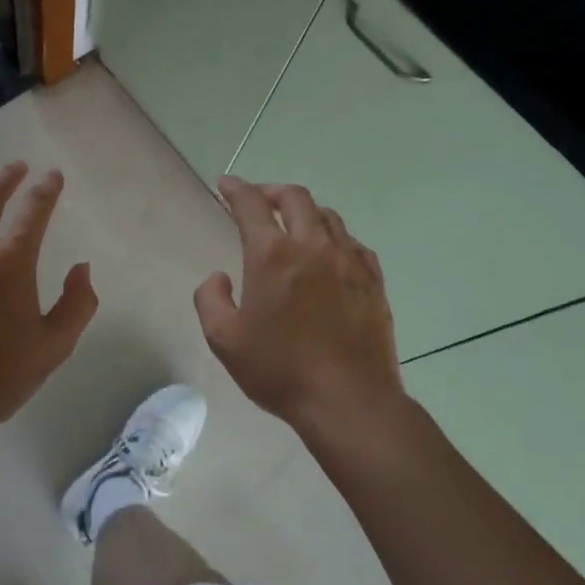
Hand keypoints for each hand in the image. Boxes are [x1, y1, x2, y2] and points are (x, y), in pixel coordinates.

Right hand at [194, 177, 405, 438]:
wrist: (348, 401)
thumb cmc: (280, 370)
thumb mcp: (225, 340)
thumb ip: (211, 299)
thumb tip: (218, 277)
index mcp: (272, 255)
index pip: (251, 204)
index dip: (235, 189)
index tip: (225, 184)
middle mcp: (312, 246)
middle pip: (295, 198)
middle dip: (272, 191)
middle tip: (259, 200)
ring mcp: (348, 260)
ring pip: (327, 216)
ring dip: (305, 211)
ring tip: (293, 224)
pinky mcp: (373, 280)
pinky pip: (352, 243)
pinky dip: (334, 237)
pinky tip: (329, 253)